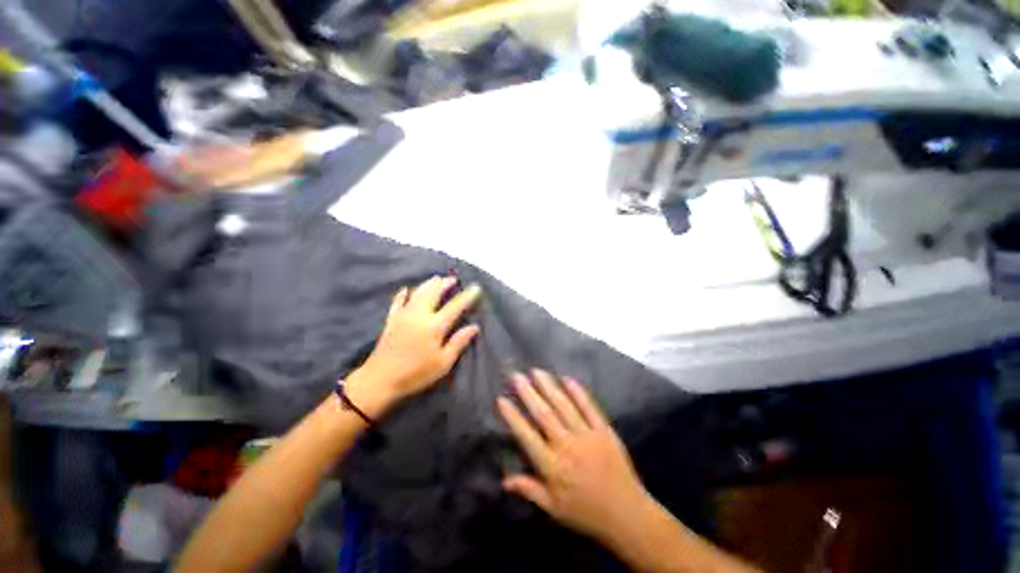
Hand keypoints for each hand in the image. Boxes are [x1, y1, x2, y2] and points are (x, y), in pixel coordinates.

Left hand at [348, 276, 480, 414]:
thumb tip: (474, 327)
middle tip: (454, 279)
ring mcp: (403, 316)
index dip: (466, 296)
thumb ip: (458, 342)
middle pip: (433, 293)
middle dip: (445, 284)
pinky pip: (397, 302)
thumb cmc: (415, 374)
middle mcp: (419, 315)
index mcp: (434, 326)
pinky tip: (406, 289)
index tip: (476, 287)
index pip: (455, 306)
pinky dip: (403, 294)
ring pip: (417, 293)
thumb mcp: (443, 363)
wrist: (380, 380)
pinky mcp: (391, 320)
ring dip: (428, 284)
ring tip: (436, 279)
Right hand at [498, 371, 649, 542]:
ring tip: (536, 371)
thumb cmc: (586, 512)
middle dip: (528, 393)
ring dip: (549, 387)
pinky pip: (589, 407)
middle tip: (516, 375)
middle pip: (544, 414)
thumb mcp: (553, 508)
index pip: (527, 436)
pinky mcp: (604, 430)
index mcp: (552, 466)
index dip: (513, 417)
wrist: (627, 514)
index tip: (501, 399)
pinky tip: (567, 378)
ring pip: (564, 406)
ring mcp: (587, 435)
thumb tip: (504, 479)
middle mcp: (567, 446)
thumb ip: (529, 489)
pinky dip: (578, 392)